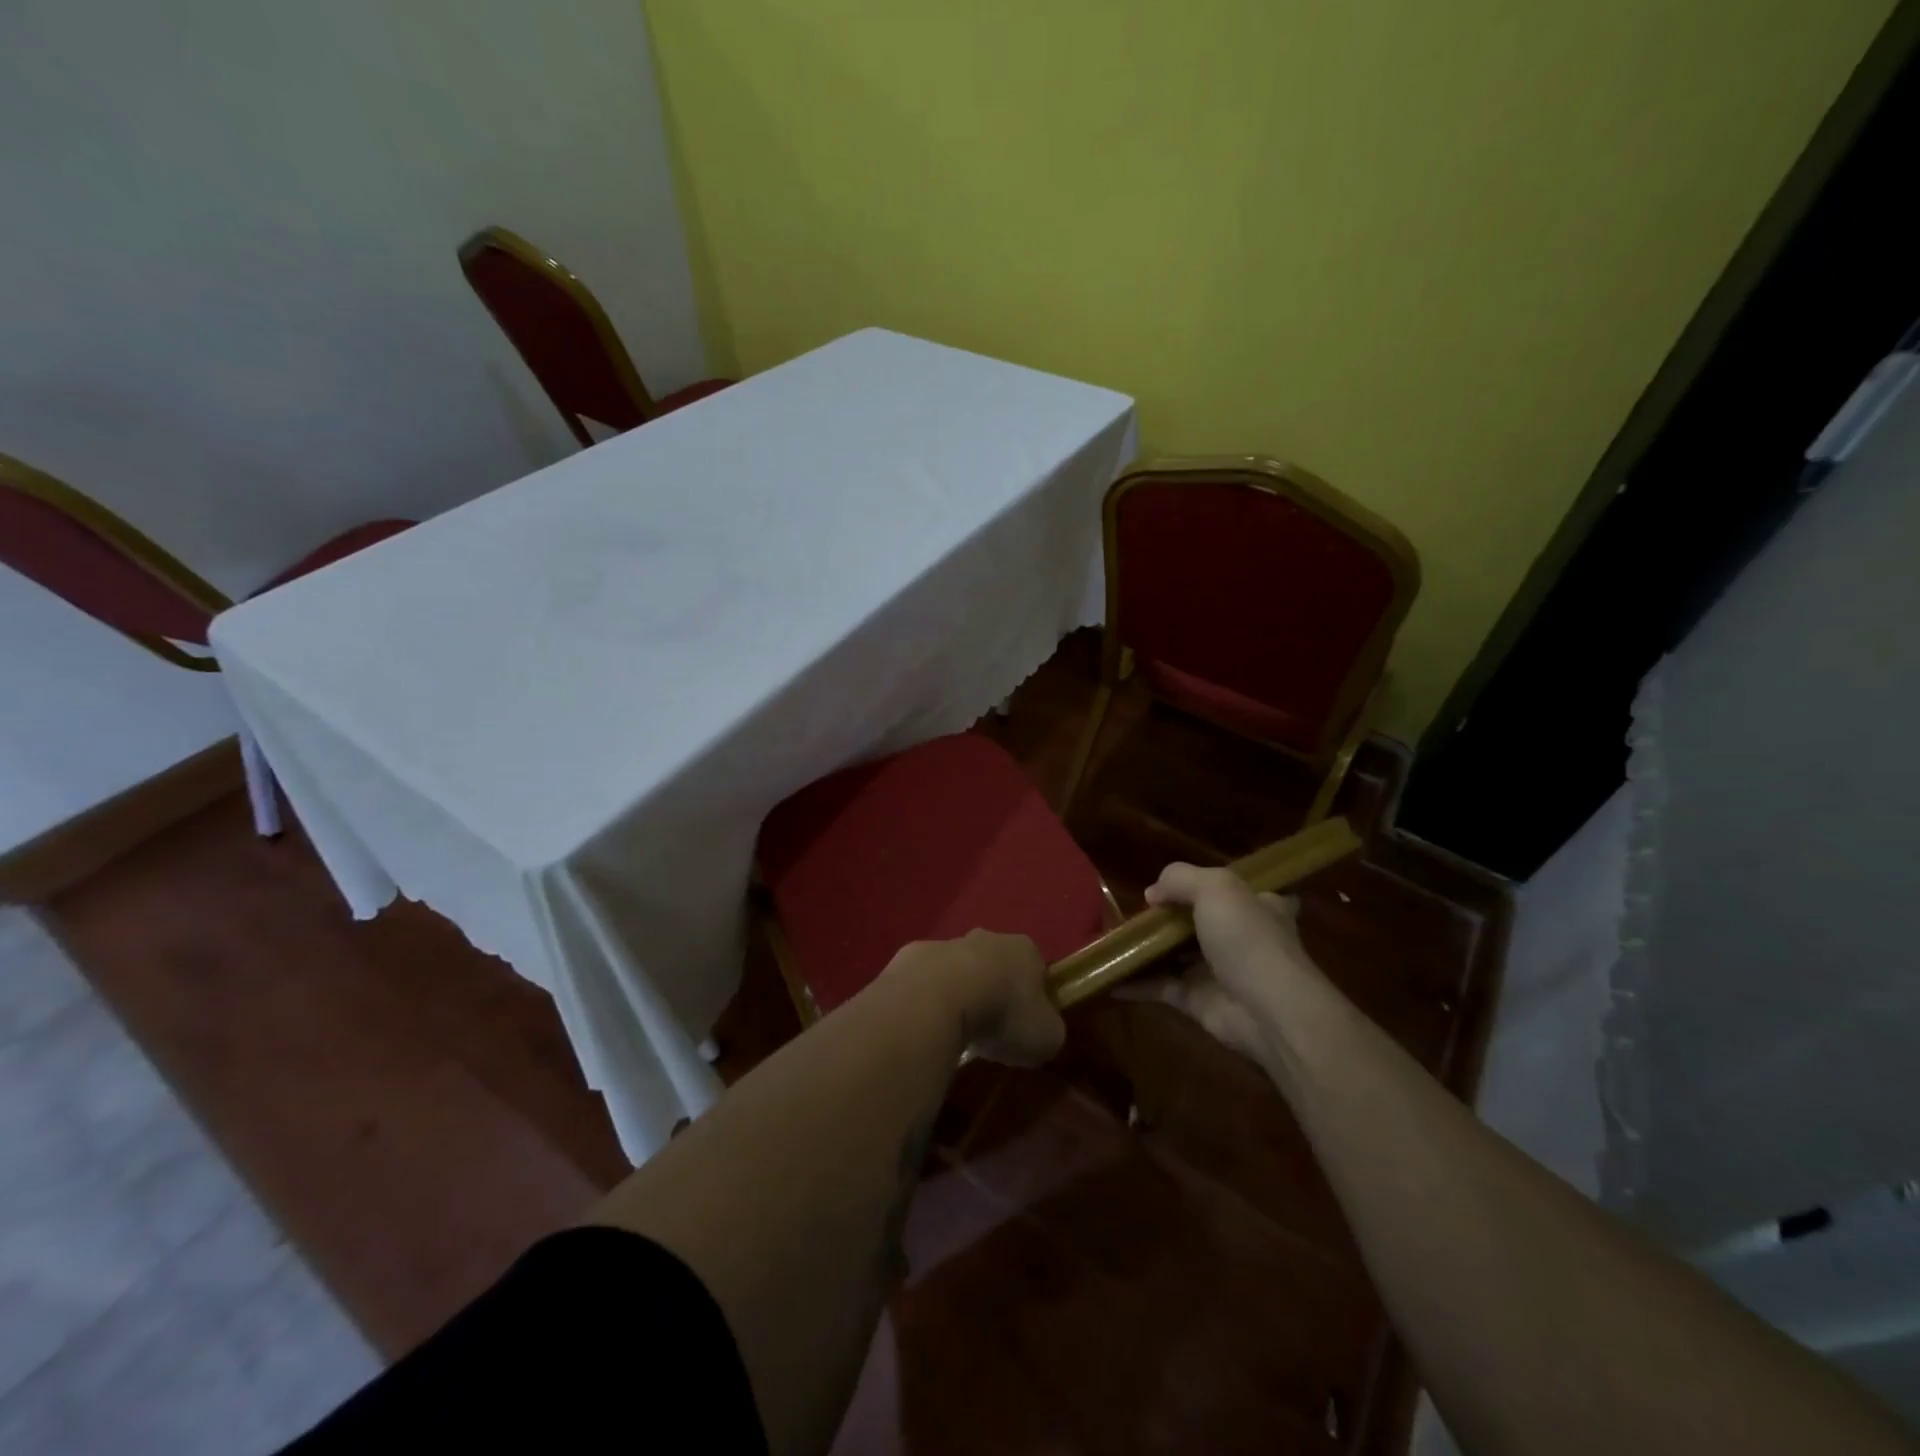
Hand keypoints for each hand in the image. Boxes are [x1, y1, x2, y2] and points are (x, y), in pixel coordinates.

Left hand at [881, 930, 1065, 1067]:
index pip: (1036, 969)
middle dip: (994, 989)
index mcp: (1025, 950)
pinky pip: (926, 981)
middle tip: (991, 1027)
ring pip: (958, 969)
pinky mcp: (911, 957)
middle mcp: (987, 937)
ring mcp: (946, 943)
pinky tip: (927, 1025)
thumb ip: (1049, 1030)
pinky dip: (928, 1000)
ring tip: (956, 1030)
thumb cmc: (1003, 1014)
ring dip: (959, 993)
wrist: (937, 998)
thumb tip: (1041, 1031)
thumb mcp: (1046, 1036)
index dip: (1034, 996)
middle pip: (996, 963)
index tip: (1027, 1024)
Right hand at [1123, 864, 1324, 1060]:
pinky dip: (1136, 983)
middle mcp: (1240, 937)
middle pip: (1199, 922)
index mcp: (1257, 905)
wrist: (1269, 1010)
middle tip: (1133, 912)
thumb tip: (1152, 894)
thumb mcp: (1216, 887)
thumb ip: (1180, 879)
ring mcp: (1218, 971)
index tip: (1175, 885)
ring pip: (1176, 955)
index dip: (1208, 886)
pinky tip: (1109, 975)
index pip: (1235, 890)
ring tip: (1112, 939)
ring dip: (1147, 950)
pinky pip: (1160, 987)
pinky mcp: (1198, 1001)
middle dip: (1168, 918)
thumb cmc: (1248, 938)